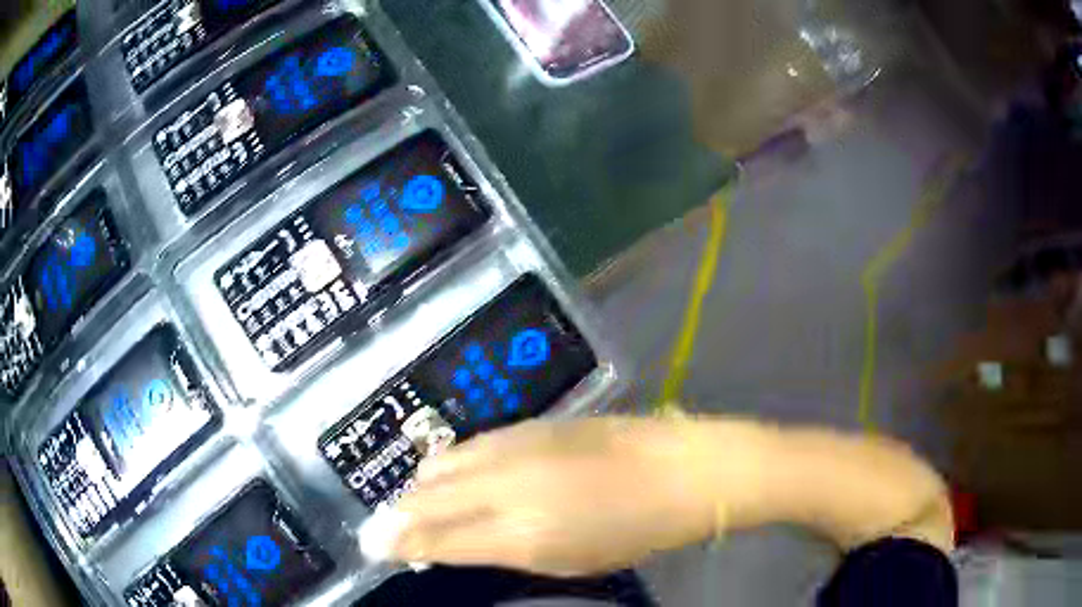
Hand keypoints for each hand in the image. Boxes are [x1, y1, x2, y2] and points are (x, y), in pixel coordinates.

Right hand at [370, 418, 717, 576]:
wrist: (682, 471)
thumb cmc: (631, 532)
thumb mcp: (564, 560)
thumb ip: (497, 550)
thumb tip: (446, 546)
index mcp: (519, 533)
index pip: (433, 538)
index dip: (395, 542)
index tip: (372, 547)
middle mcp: (505, 485)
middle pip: (425, 497)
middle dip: (398, 515)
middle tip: (388, 528)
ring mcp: (515, 446)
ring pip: (440, 464)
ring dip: (421, 488)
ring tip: (419, 503)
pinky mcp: (530, 423)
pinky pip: (469, 445)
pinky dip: (450, 465)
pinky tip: (454, 476)